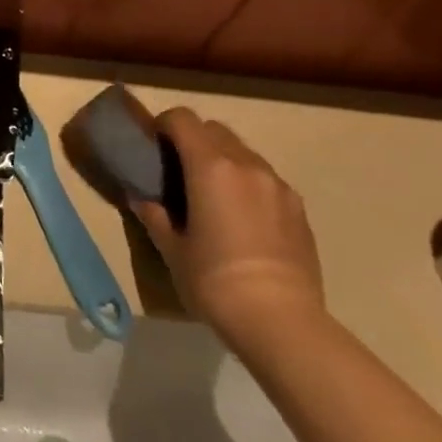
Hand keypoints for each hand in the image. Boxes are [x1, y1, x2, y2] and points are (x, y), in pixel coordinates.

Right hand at [132, 108, 324, 348]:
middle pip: (214, 129)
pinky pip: (266, 179)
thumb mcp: (172, 249)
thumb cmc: (214, 281)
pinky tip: (243, 218)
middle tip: (179, 170)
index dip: (164, 124)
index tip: (153, 145)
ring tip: (213, 195)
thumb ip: (154, 215)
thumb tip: (142, 199)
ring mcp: (277, 185)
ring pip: (243, 152)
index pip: (182, 119)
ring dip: (223, 160)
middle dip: (194, 139)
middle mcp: (246, 164)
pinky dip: (248, 184)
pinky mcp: (299, 208)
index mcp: (210, 166)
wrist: (282, 322)